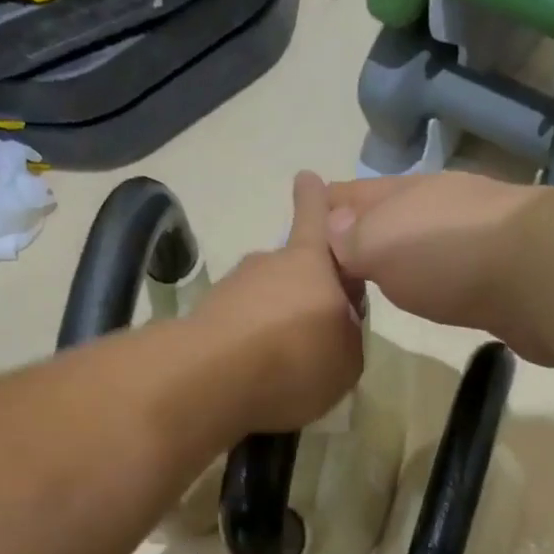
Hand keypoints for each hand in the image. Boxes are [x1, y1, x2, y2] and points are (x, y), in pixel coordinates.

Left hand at [196, 172, 365, 432]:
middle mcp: (269, 263)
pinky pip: (239, 324)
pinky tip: (255, 372)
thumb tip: (337, 325)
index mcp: (312, 263)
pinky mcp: (205, 315)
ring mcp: (233, 286)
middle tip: (312, 331)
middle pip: (291, 269)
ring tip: (282, 360)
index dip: (314, 201)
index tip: (306, 178)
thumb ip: (348, 335)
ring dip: (274, 320)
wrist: (215, 376)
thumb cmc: (298, 360)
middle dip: (301, 292)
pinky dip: (249, 341)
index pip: (315, 219)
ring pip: (262, 298)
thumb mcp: (347, 360)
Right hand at [325, 172, 553, 363]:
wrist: (540, 276)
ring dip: (396, 256)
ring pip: (420, 244)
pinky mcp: (499, 276)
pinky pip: (447, 274)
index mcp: (407, 193)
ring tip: (371, 279)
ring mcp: (474, 240)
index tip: (303, 214)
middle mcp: (440, 208)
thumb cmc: (448, 253)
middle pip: (388, 216)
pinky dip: (427, 280)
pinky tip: (424, 294)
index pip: (353, 194)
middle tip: (333, 258)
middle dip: (359, 231)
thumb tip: (331, 230)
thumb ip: (352, 240)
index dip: (325, 204)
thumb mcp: (381, 242)